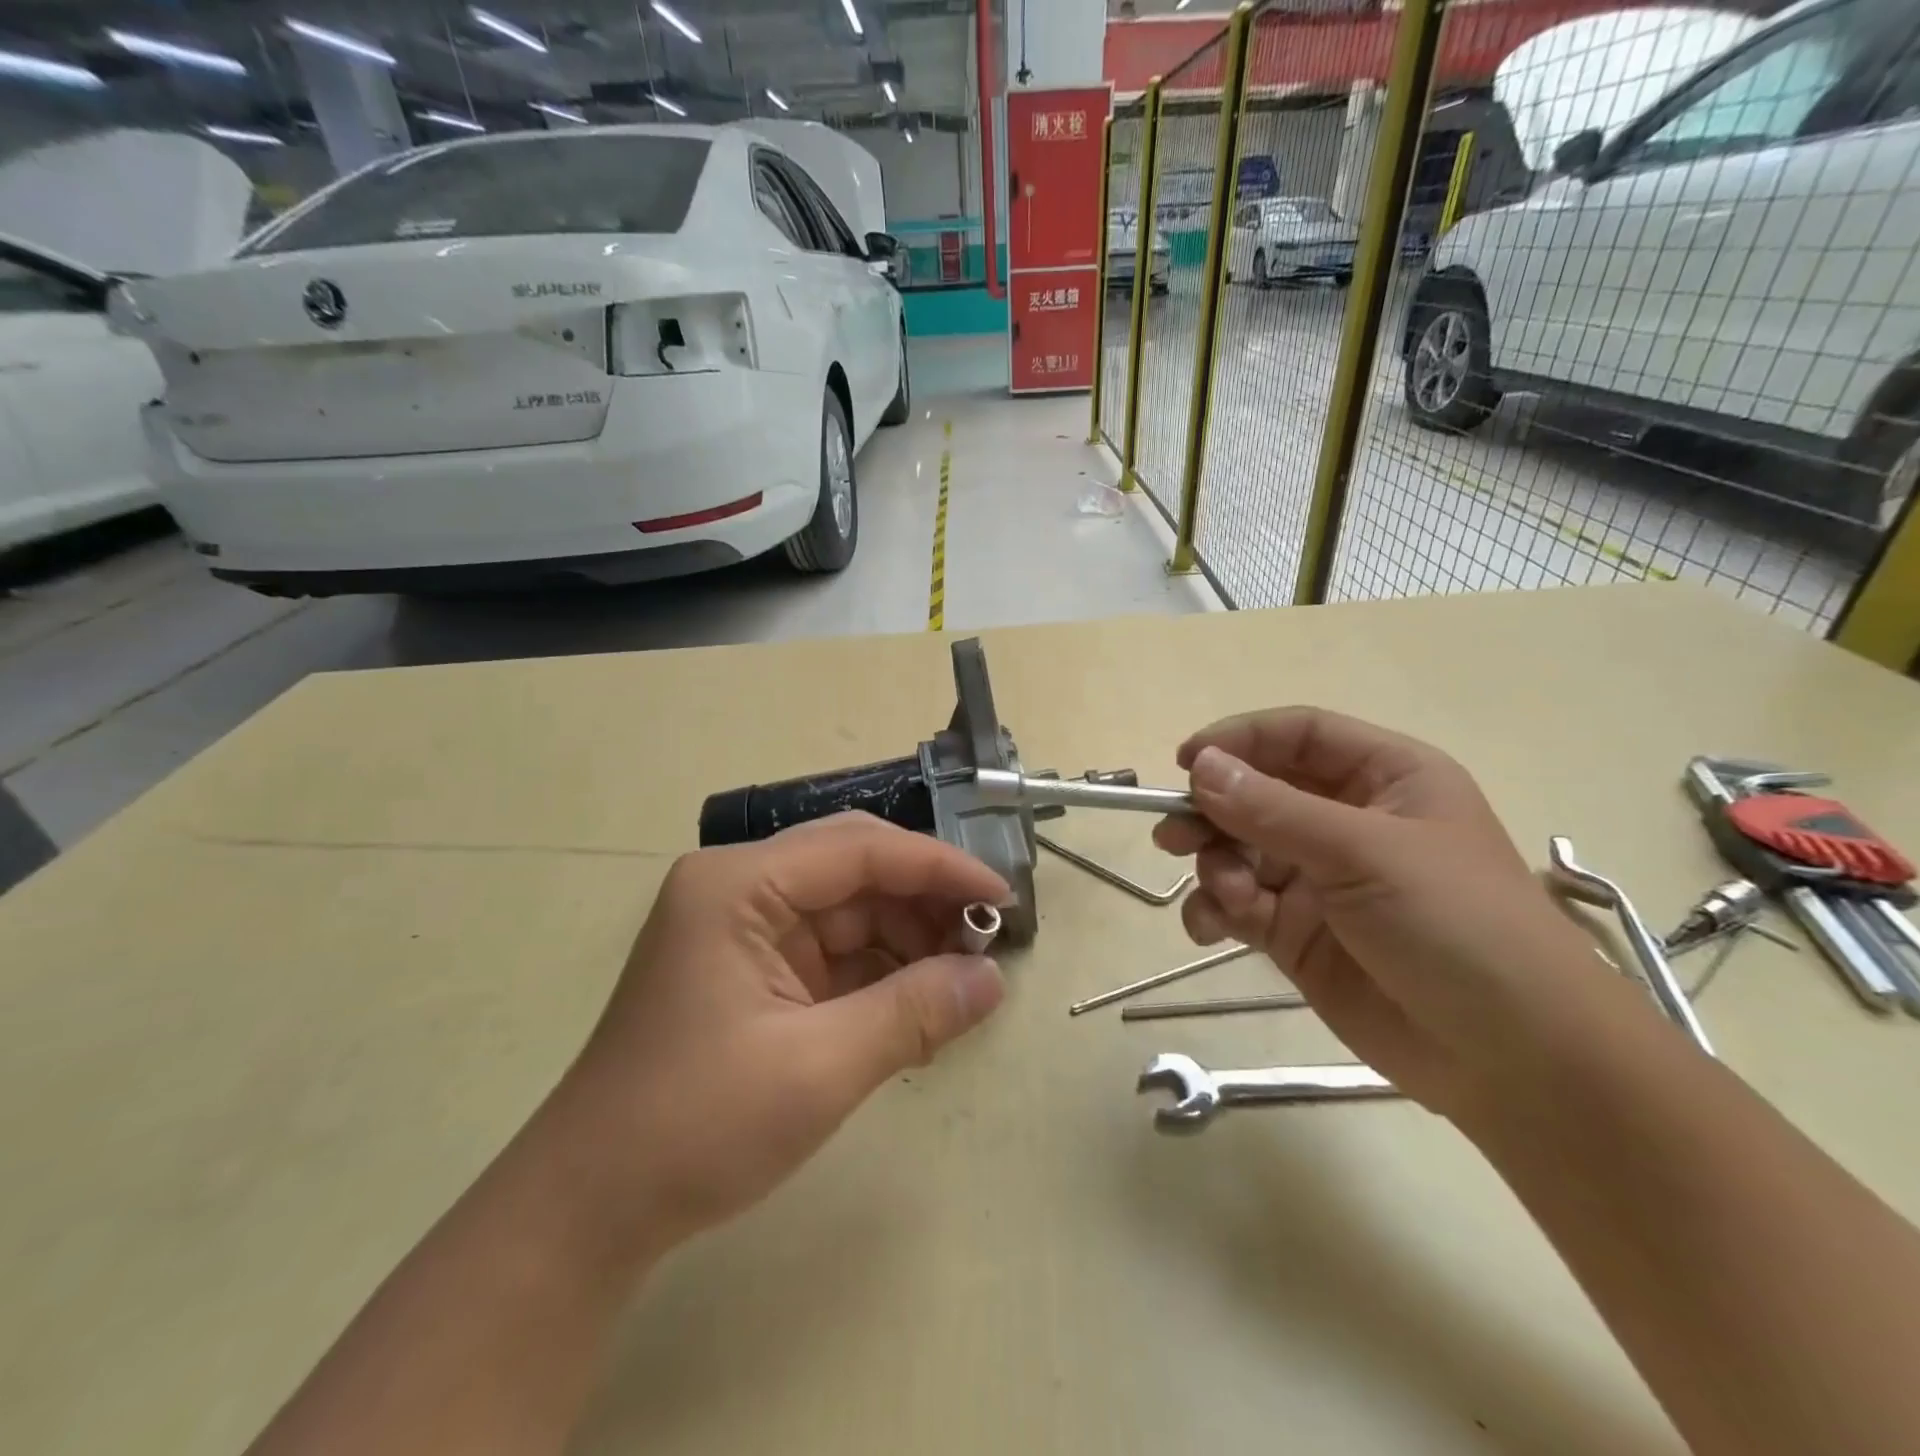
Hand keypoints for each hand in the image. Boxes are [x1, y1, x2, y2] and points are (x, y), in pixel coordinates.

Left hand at [553, 813, 1007, 1256]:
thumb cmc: (695, 1127)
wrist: (590, 1209)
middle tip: (988, 940)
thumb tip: (993, 981)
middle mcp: (740, 888)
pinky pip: (833, 950)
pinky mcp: (753, 968)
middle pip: (855, 869)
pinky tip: (920, 1000)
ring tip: (962, 978)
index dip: (939, 868)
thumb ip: (914, 1013)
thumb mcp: (818, 1069)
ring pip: (849, 909)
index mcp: (739, 885)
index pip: (860, 850)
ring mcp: (745, 928)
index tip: (1003, 897)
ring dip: (908, 938)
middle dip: (925, 901)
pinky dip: (880, 971)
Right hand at [1153, 709, 1615, 1118]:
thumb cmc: (1457, 925)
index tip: (1185, 763)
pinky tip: (1212, 928)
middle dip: (1213, 813)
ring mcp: (1320, 880)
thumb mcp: (1364, 853)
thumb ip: (1273, 809)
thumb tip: (1199, 766)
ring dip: (1215, 868)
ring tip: (1223, 897)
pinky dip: (1215, 910)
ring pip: (1239, 851)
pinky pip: (1238, 904)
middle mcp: (1348, 821)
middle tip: (1174, 838)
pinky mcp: (1298, 934)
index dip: (1239, 741)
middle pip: (1257, 793)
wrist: (1515, 1059)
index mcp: (1385, 779)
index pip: (1297, 736)